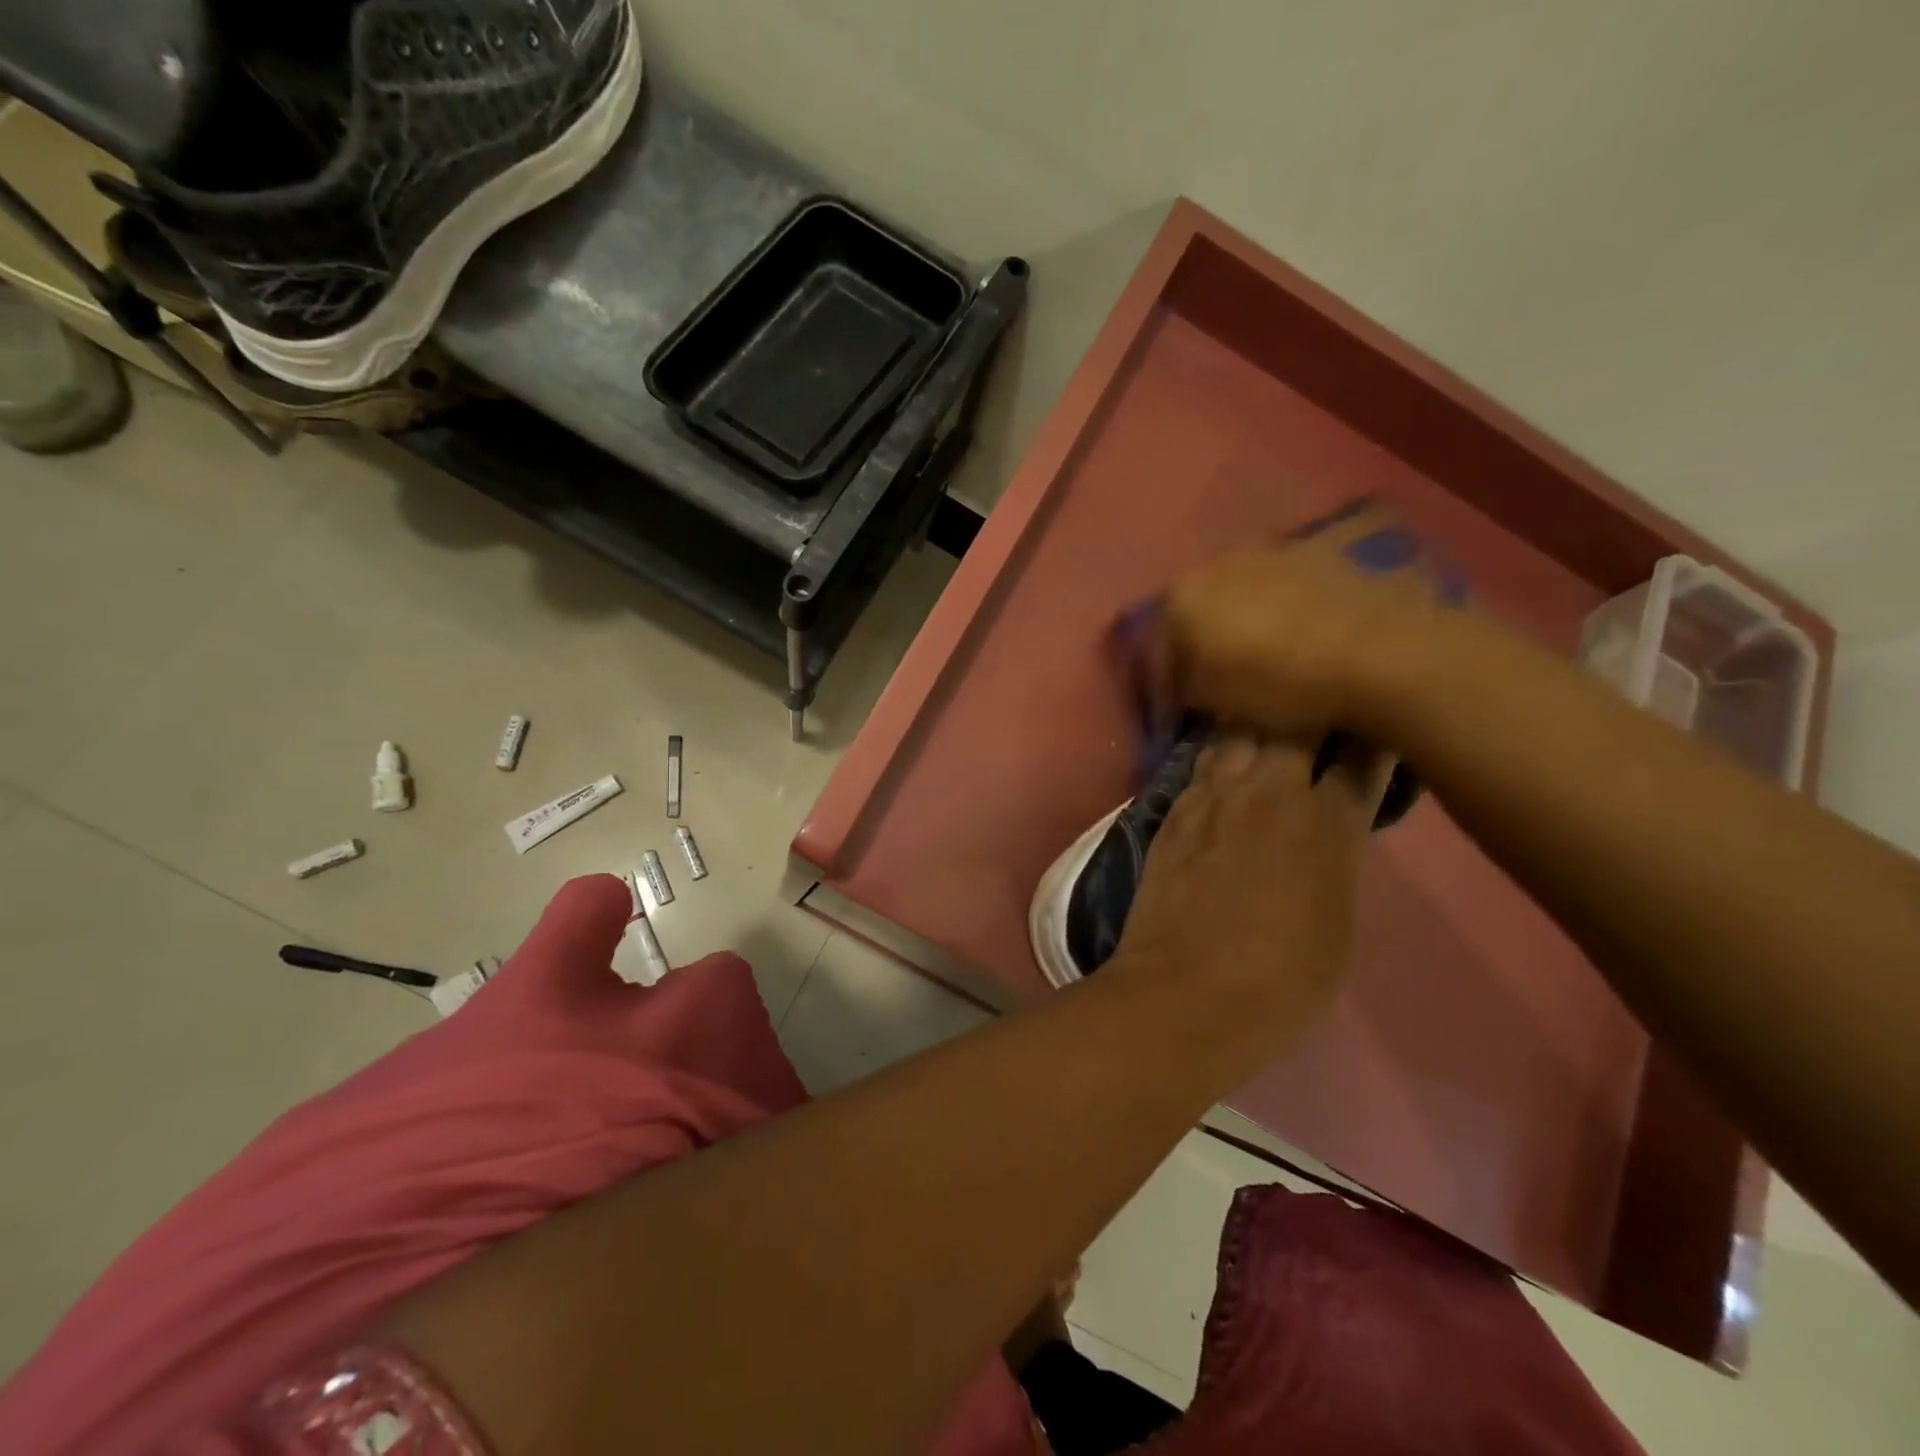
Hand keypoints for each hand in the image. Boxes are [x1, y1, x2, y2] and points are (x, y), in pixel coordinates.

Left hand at [1110, 735, 1391, 1033]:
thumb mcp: (1339, 924)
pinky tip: (1221, 757)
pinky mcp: (1173, 813)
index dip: (1372, 737)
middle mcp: (1269, 795)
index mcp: (1327, 823)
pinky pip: (1198, 766)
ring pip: (1237, 733)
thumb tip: (1330, 835)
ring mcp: (1213, 799)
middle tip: (1319, 707)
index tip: (1378, 724)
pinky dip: (1216, 755)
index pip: (1360, 758)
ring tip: (1266, 717)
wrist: (1188, 992)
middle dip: (1311, 708)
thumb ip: (1337, 862)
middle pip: (1293, 724)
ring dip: (1256, 722)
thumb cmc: (1283, 979)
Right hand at [1156, 503, 1461, 743]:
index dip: (1163, 684)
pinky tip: (1289, 640)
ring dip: (1235, 626)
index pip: (1157, 647)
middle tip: (1208, 680)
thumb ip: (1186, 687)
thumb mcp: (1214, 700)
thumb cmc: (1280, 681)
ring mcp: (1269, 554)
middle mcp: (1217, 564)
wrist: (1382, 652)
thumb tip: (1187, 681)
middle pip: (1195, 613)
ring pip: (1236, 597)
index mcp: (1183, 597)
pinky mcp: (1315, 557)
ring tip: (1251, 659)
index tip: (1173, 712)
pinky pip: (1277, 592)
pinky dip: (1273, 615)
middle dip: (1196, 646)